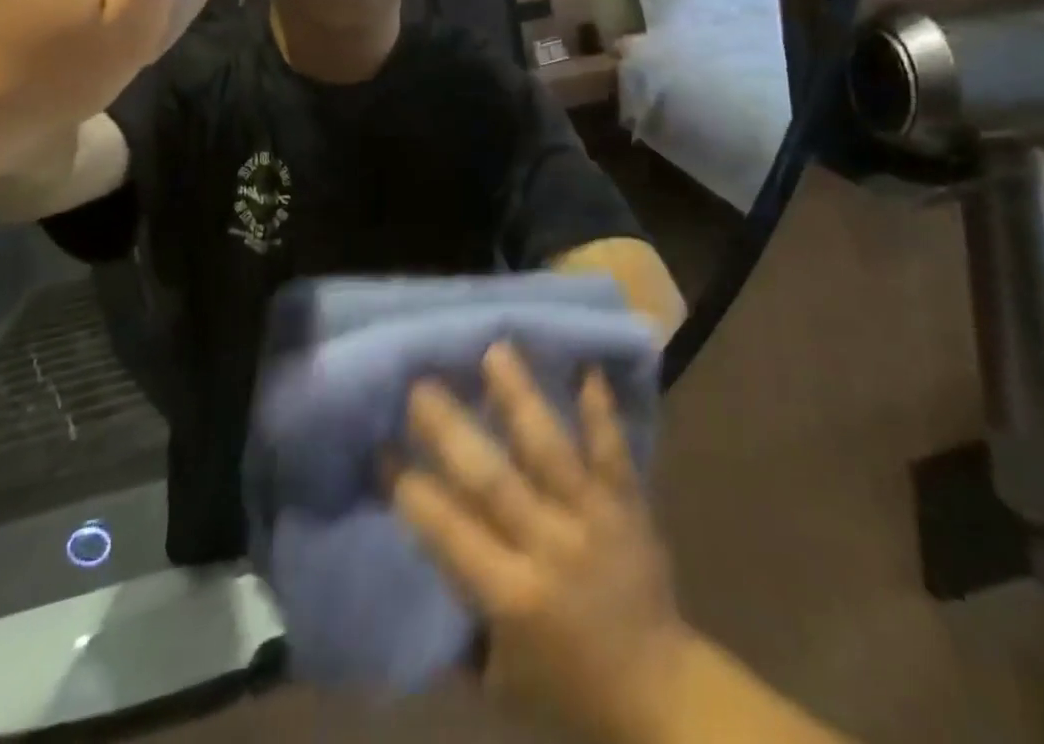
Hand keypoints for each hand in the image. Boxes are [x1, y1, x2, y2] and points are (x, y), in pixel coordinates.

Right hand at [395, 345, 693, 743]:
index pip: (449, 532)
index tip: (382, 446)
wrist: (661, 693)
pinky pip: (612, 451)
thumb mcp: (500, 676)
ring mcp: (592, 518)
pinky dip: (600, 411)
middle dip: (452, 430)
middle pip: (492, 479)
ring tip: (495, 349)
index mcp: (511, 595)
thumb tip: (424, 546)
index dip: (412, 489)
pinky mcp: (628, 504)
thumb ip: (462, 612)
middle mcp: (549, 546)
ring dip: (520, 398)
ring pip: (549, 449)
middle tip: (421, 385)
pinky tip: (588, 367)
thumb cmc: (568, 687)